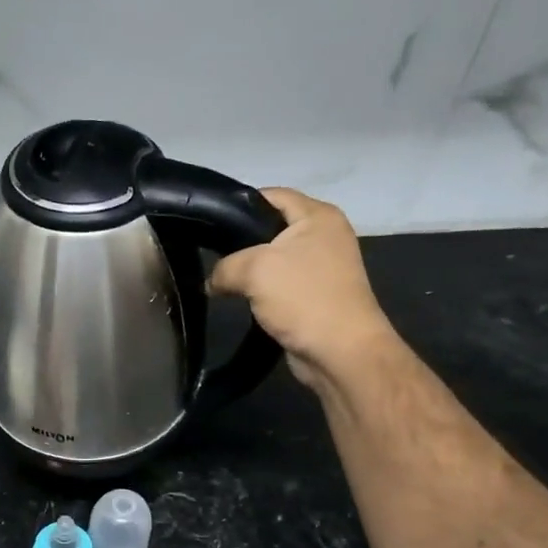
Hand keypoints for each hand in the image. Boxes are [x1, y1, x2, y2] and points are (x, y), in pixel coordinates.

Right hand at [209, 188, 396, 394]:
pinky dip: (260, 290)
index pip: (271, 195)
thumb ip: (224, 267)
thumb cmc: (303, 298)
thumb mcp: (254, 270)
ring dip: (249, 270)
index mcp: (318, 215)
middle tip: (209, 255)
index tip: (208, 224)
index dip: (238, 205)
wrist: (340, 352)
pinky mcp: (315, 294)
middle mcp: (324, 234)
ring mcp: (322, 266)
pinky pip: (279, 283)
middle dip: (240, 241)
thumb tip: (212, 281)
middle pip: (271, 226)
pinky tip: (241, 300)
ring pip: (273, 258)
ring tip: (220, 280)